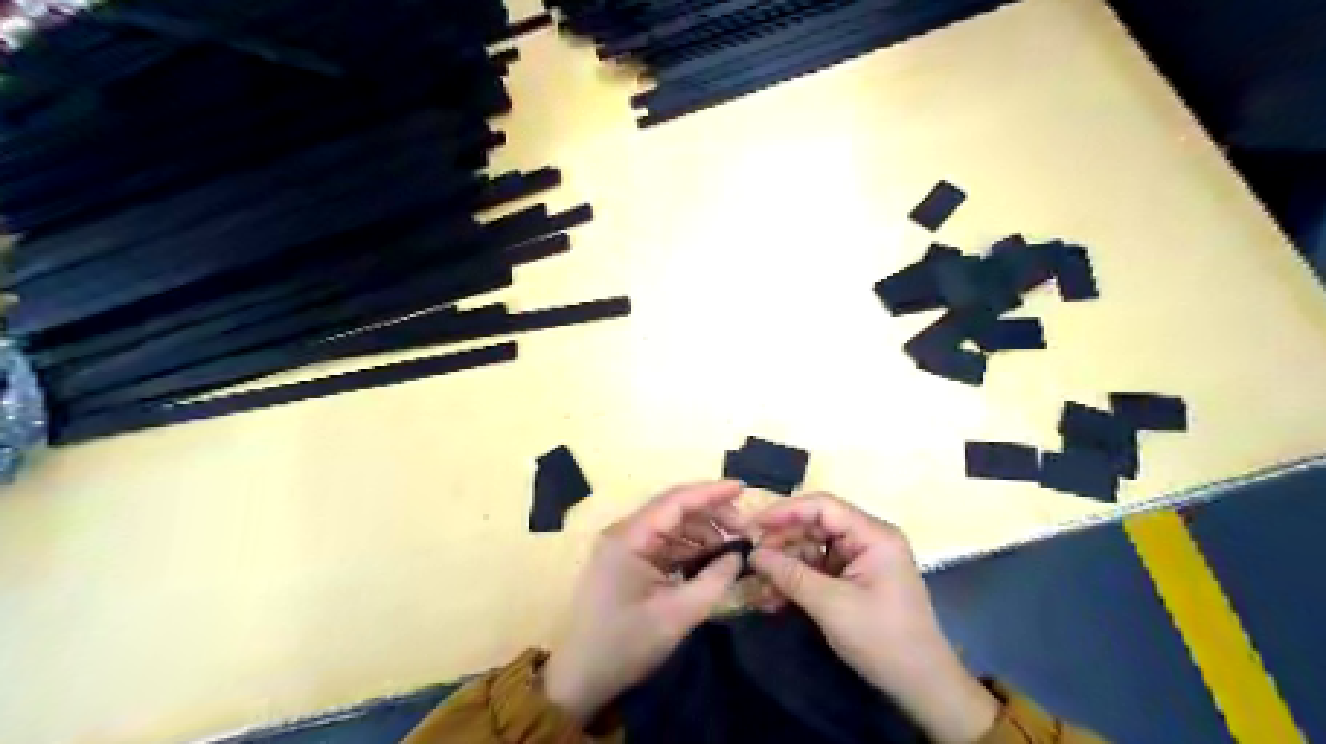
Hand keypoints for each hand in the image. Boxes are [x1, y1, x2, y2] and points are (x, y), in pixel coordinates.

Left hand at [541, 483, 744, 720]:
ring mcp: (623, 546)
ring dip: (700, 531)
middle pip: (673, 508)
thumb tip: (738, 556)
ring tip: (731, 547)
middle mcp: (624, 532)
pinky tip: (709, 560)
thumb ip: (714, 581)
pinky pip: (662, 543)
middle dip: (710, 513)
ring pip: (669, 525)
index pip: (676, 501)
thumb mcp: (678, 616)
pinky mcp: (626, 561)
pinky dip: (687, 547)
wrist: (580, 677)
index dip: (711, 492)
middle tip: (744, 528)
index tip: (743, 488)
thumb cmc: (626, 645)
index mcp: (629, 538)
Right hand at [751, 495, 999, 743]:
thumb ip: (791, 575)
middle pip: (815, 526)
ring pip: (812, 548)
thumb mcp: (832, 606)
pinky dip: (797, 581)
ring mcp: (861, 560)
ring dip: (785, 565)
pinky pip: (818, 569)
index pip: (823, 506)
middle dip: (782, 542)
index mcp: (873, 535)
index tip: (752, 524)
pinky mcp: (854, 580)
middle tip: (751, 559)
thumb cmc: (883, 640)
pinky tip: (773, 598)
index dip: (785, 511)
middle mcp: (868, 539)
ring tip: (758, 585)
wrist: (922, 686)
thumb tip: (753, 554)